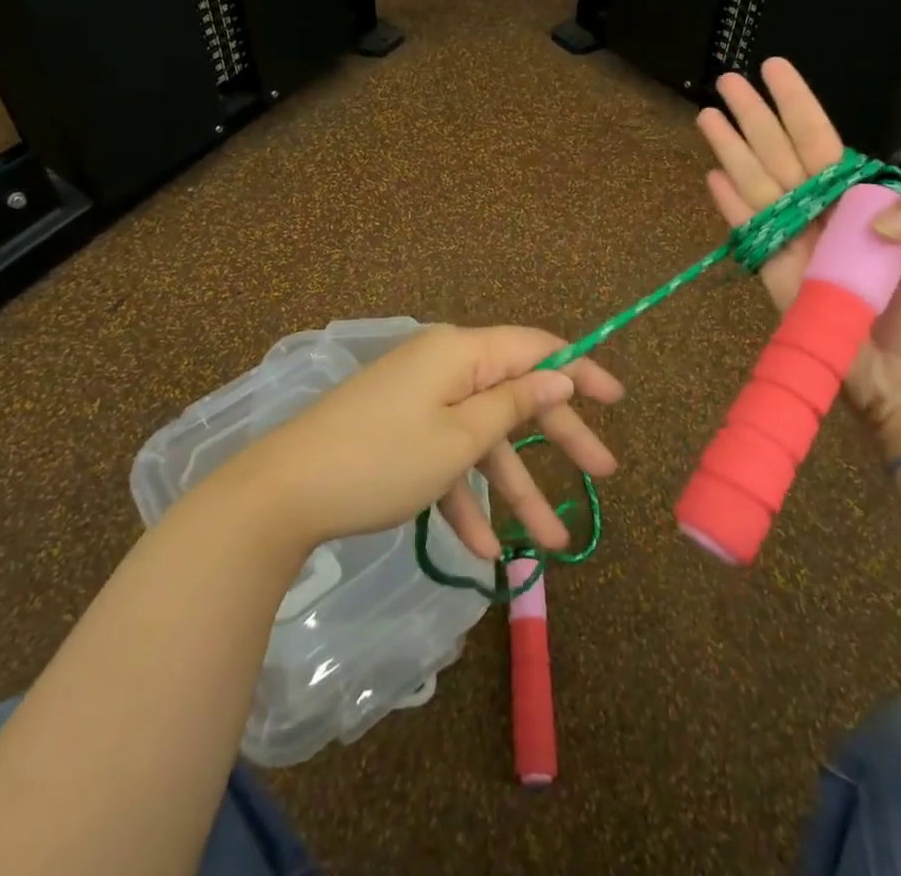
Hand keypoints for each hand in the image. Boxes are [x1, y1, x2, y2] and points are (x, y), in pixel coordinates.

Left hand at [222, 325, 623, 559]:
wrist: (283, 494)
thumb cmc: (382, 459)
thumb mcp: (458, 438)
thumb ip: (513, 404)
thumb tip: (558, 375)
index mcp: (460, 353)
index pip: (535, 348)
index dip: (579, 370)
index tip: (617, 399)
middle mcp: (443, 367)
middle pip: (515, 396)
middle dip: (559, 438)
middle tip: (604, 474)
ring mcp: (420, 401)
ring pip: (482, 438)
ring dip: (514, 488)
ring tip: (552, 543)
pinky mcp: (400, 432)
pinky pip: (446, 457)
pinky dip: (465, 496)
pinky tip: (481, 550)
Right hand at [697, 59, 900, 458]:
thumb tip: (864, 214)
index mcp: (863, 196)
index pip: (822, 138)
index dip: (796, 103)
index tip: (774, 68)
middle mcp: (823, 210)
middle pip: (779, 152)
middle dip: (753, 115)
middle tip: (725, 80)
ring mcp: (796, 241)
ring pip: (757, 183)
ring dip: (731, 148)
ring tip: (706, 115)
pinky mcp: (776, 275)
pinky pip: (750, 232)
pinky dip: (730, 205)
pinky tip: (712, 175)